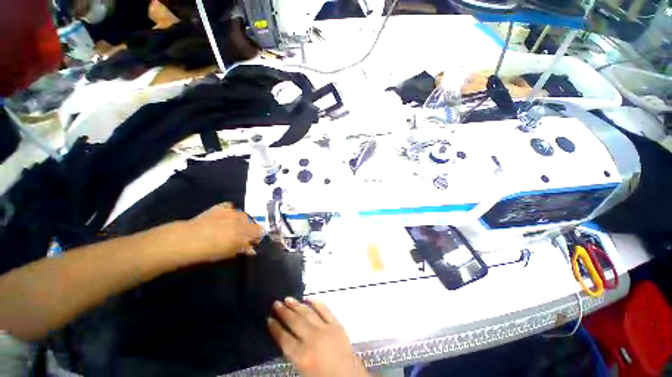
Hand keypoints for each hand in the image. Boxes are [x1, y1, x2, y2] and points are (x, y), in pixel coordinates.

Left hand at [174, 203, 262, 263]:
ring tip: (233, 226)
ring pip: (243, 215)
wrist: (187, 240)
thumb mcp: (228, 253)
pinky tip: (225, 216)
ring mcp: (231, 212)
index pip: (259, 231)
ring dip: (242, 220)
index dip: (257, 236)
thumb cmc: (208, 251)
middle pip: (253, 222)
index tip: (253, 241)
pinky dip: (230, 211)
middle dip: (250, 228)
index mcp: (244, 233)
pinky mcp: (221, 207)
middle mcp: (241, 221)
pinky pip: (230, 206)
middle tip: (242, 235)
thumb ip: (243, 249)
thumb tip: (252, 249)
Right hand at [268, 297, 368, 376]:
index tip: (269, 319)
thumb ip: (293, 353)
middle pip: (295, 322)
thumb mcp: (303, 369)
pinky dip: (316, 302)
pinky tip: (308, 297)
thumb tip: (285, 336)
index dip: (275, 328)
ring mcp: (325, 329)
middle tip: (276, 303)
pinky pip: (324, 309)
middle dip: (283, 312)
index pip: (284, 339)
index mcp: (302, 356)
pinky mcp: (336, 324)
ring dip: (296, 305)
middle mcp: (312, 340)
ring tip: (287, 298)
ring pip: (307, 313)